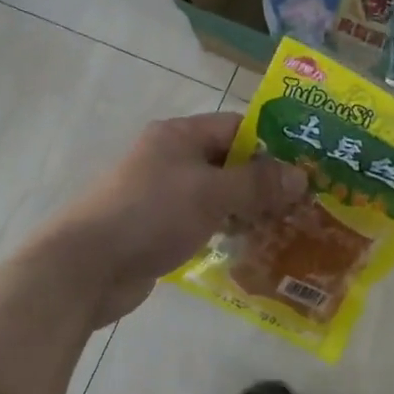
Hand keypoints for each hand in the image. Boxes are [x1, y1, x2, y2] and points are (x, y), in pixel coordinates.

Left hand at [26, 112, 307, 327]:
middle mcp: (171, 158)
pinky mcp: (159, 229)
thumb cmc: (150, 214)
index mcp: (179, 135)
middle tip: (307, 203)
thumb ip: (257, 183)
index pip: (236, 127)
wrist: (85, 267)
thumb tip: (301, 176)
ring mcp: (163, 195)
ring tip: (290, 227)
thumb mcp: (210, 193)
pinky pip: (203, 222)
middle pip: (229, 161)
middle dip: (265, 181)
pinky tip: (255, 247)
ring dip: (249, 209)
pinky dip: (227, 230)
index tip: (307, 166)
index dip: (273, 143)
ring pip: (218, 195)